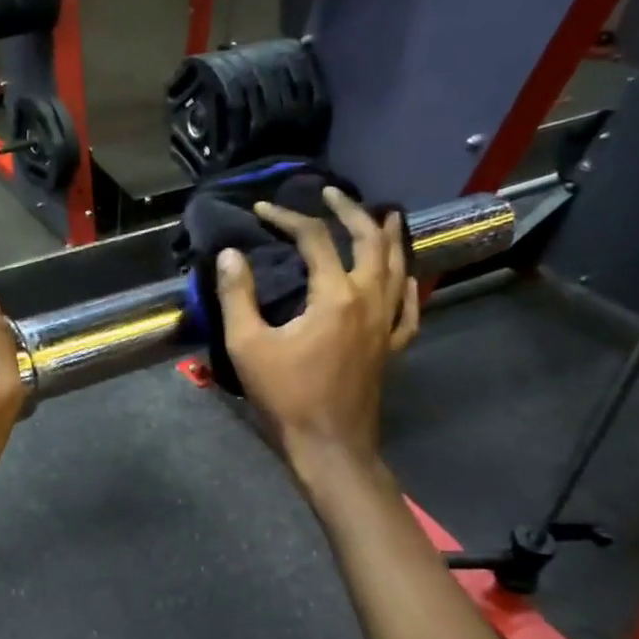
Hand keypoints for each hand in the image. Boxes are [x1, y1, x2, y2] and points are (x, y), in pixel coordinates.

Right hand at [218, 187, 418, 475]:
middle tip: (331, 192)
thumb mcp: (247, 344)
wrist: (329, 446)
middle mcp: (369, 300)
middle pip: (369, 242)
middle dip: (350, 212)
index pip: (314, 240)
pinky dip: (406, 284)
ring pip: (396, 268)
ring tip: (383, 215)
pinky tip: (405, 276)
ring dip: (388, 237)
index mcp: (335, 296)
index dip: (287, 218)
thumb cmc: (286, 396)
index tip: (262, 210)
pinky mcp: (392, 347)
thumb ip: (237, 295)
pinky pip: (408, 307)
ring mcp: (386, 325)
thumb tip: (230, 253)